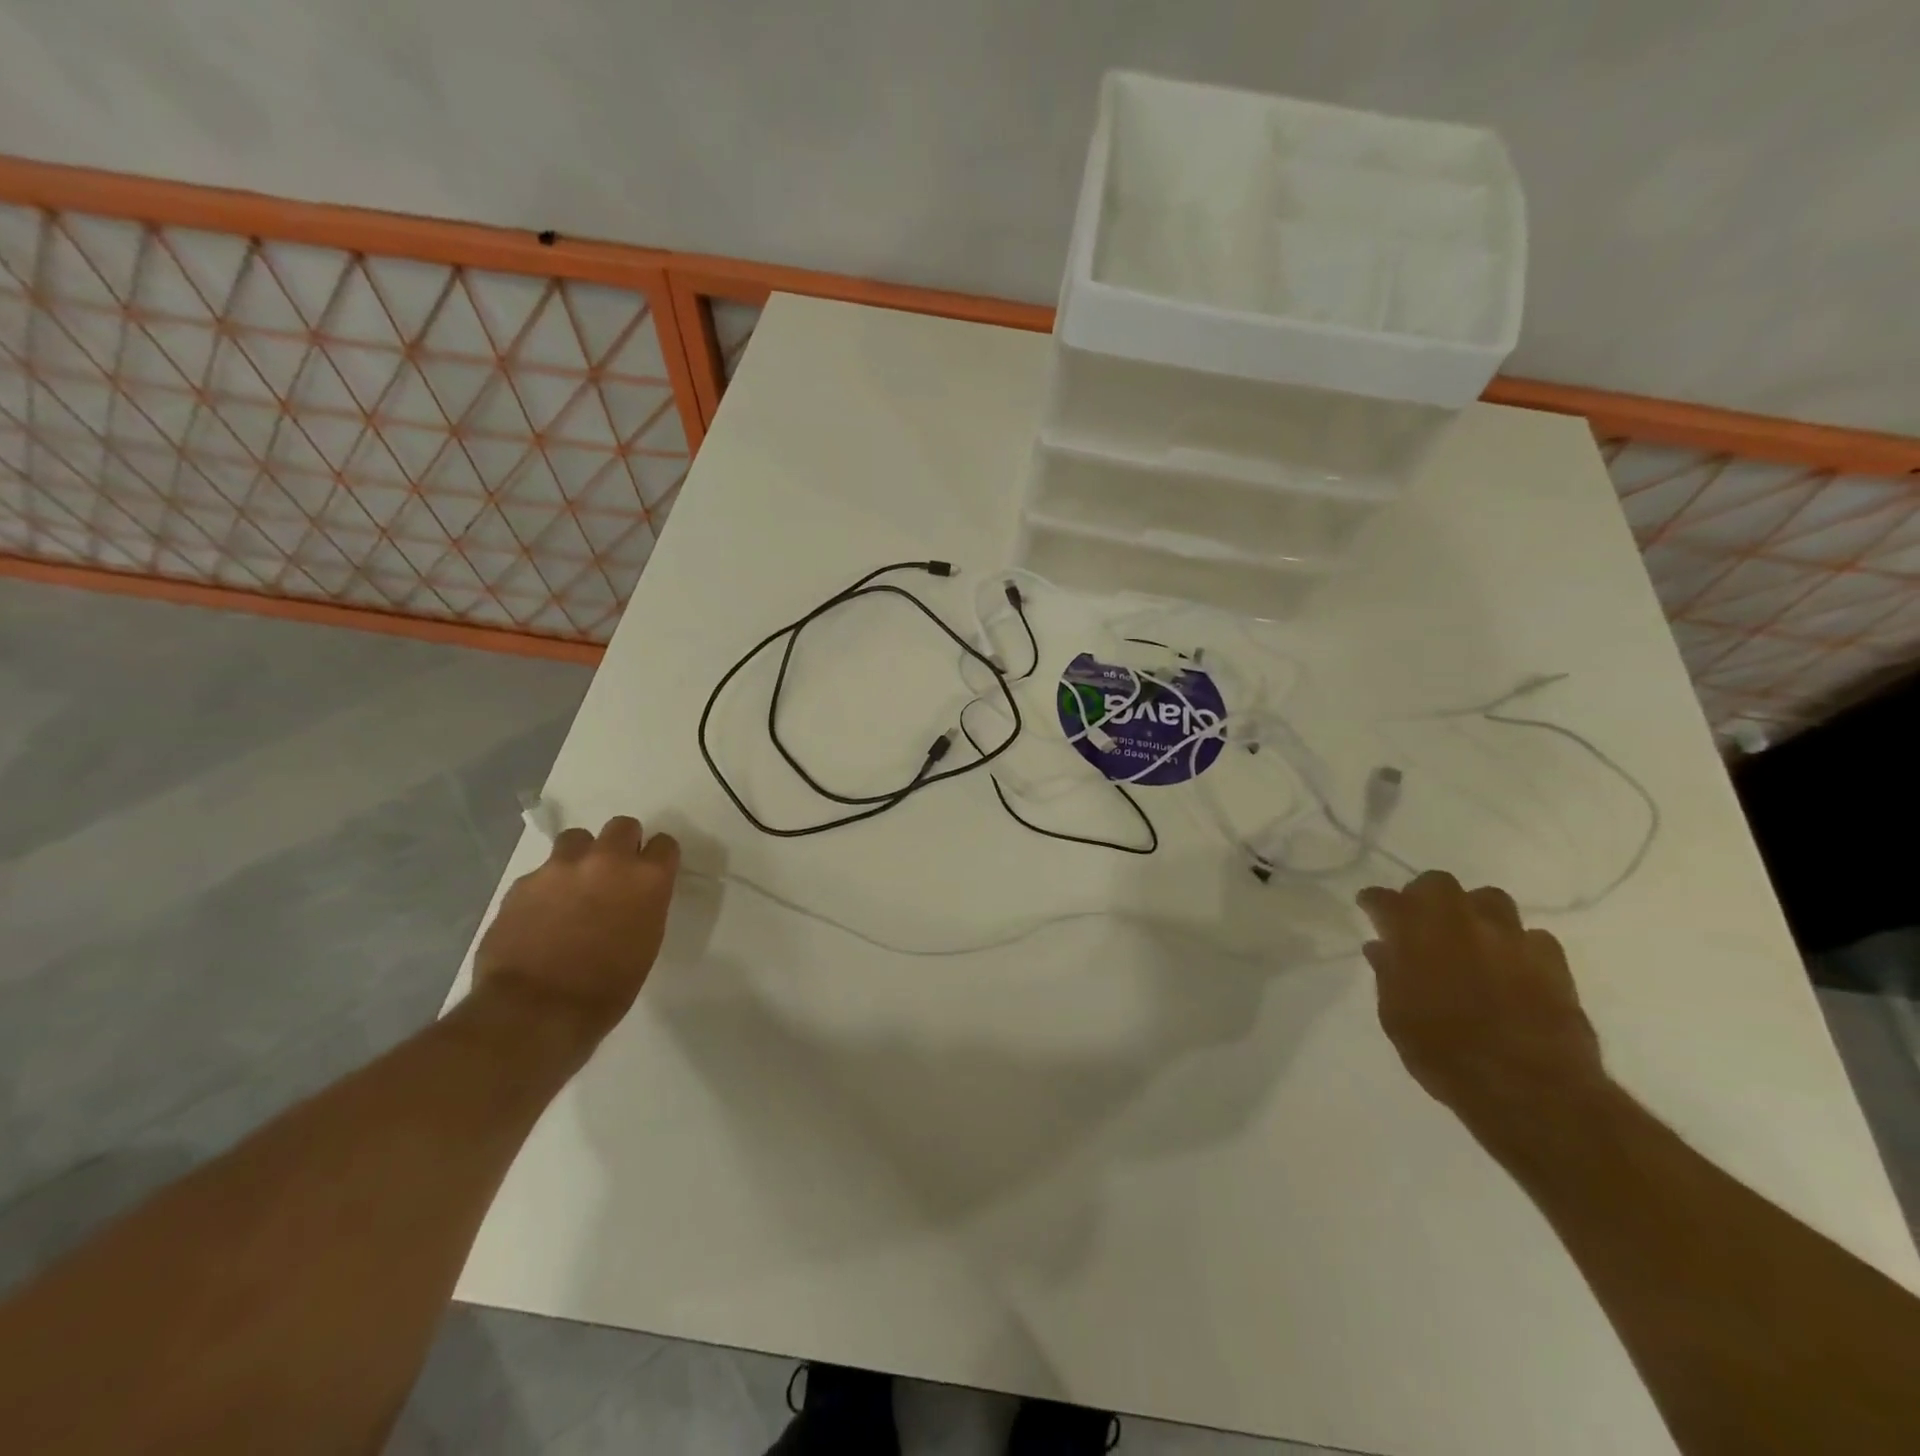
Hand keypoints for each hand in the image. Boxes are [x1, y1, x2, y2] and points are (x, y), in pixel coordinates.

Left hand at [474, 816, 680, 1043]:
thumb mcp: (646, 943)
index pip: (664, 844)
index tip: (652, 874)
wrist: (535, 1012)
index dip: (658, 858)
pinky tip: (541, 915)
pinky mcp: (522, 883)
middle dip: (622, 844)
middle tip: (614, 874)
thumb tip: (633, 896)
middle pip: (622, 826)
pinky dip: (547, 887)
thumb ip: (643, 905)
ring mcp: (560, 868)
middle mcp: (607, 861)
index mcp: (647, 878)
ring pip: (577, 839)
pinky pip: (542, 872)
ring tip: (574, 887)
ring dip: (581, 856)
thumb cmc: (607, 989)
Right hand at [1357, 871, 1604, 1129]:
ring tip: (1469, 938)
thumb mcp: (1396, 1017)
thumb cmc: (1445, 1055)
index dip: (1374, 902)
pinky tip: (1511, 967)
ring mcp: (1510, 938)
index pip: (1385, 900)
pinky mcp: (1553, 961)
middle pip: (1438, 884)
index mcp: (1415, 934)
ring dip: (1474, 912)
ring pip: (1489, 900)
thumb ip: (1388, 975)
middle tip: (1419, 920)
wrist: (1531, 1090)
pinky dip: (1516, 945)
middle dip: (1424, 896)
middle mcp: (1461, 923)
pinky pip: (1531, 936)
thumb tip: (1381, 948)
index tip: (1369, 907)